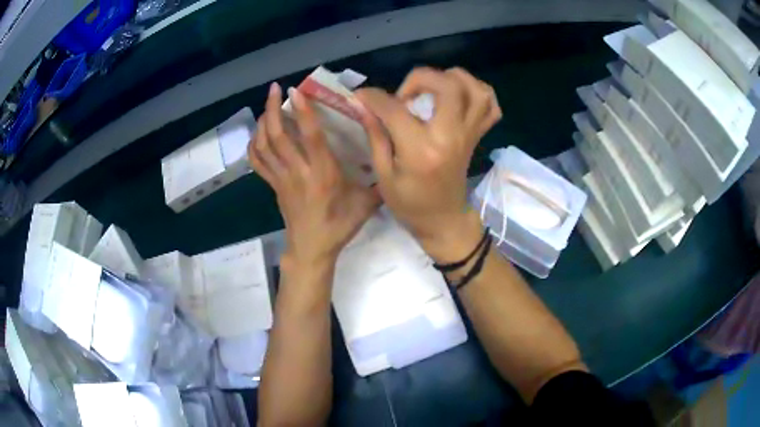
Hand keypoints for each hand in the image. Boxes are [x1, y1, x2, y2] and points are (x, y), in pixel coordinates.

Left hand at [249, 83, 379, 269]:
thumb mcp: (366, 205)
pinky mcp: (273, 186)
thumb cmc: (338, 227)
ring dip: (262, 123)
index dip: (303, 112)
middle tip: (275, 89)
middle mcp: (298, 172)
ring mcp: (282, 179)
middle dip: (273, 109)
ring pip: (264, 146)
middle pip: (278, 136)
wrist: (311, 251)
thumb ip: (379, 182)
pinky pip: (258, 162)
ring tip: (266, 105)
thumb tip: (393, 160)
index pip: (310, 136)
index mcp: (323, 174)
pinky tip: (257, 134)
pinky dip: (253, 145)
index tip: (295, 90)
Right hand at [354, 67, 501, 260]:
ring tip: (433, 89)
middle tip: (406, 94)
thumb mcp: (383, 175)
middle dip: (421, 77)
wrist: (444, 221)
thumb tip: (364, 104)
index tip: (361, 96)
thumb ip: (375, 135)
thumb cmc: (410, 204)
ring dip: (453, 79)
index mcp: (421, 150)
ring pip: (476, 90)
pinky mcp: (477, 136)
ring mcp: (469, 134)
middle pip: (448, 86)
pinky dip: (478, 92)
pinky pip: (491, 106)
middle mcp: (450, 136)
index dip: (373, 97)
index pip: (396, 108)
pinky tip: (459, 97)